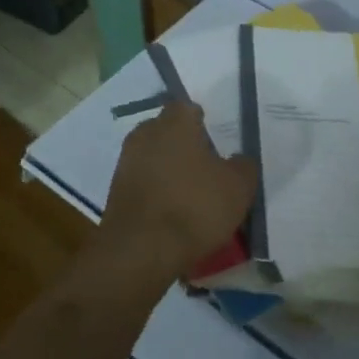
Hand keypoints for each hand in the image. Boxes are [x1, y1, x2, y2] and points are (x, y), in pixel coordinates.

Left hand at [98, 102, 256, 282]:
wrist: (141, 249)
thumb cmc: (195, 207)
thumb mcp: (238, 188)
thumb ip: (243, 166)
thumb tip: (238, 160)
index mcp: (175, 122)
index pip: (187, 108)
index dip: (201, 122)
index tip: (214, 141)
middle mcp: (145, 133)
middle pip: (167, 130)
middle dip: (183, 144)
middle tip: (204, 167)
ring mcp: (126, 161)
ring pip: (153, 156)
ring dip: (167, 168)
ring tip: (189, 193)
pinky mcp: (115, 190)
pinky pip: (142, 181)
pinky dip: (155, 190)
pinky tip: (170, 211)